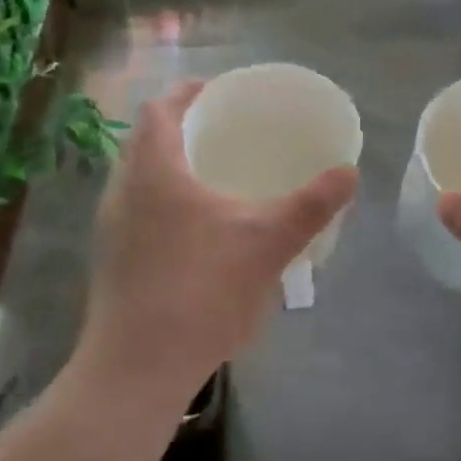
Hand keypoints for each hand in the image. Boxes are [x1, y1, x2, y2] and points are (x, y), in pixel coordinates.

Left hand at [77, 80, 358, 415]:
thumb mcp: (267, 242)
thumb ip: (310, 205)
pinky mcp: (111, 262)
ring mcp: (111, 229)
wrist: (138, 368)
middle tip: (223, 134)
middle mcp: (122, 191)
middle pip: (146, 141)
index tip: (218, 92)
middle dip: (182, 130)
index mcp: (153, 170)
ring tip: (214, 180)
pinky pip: (137, 213)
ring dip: (171, 169)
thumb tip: (349, 172)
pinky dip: (164, 204)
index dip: (187, 92)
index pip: (158, 109)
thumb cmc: (201, 290)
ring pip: (139, 180)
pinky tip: (197, 234)